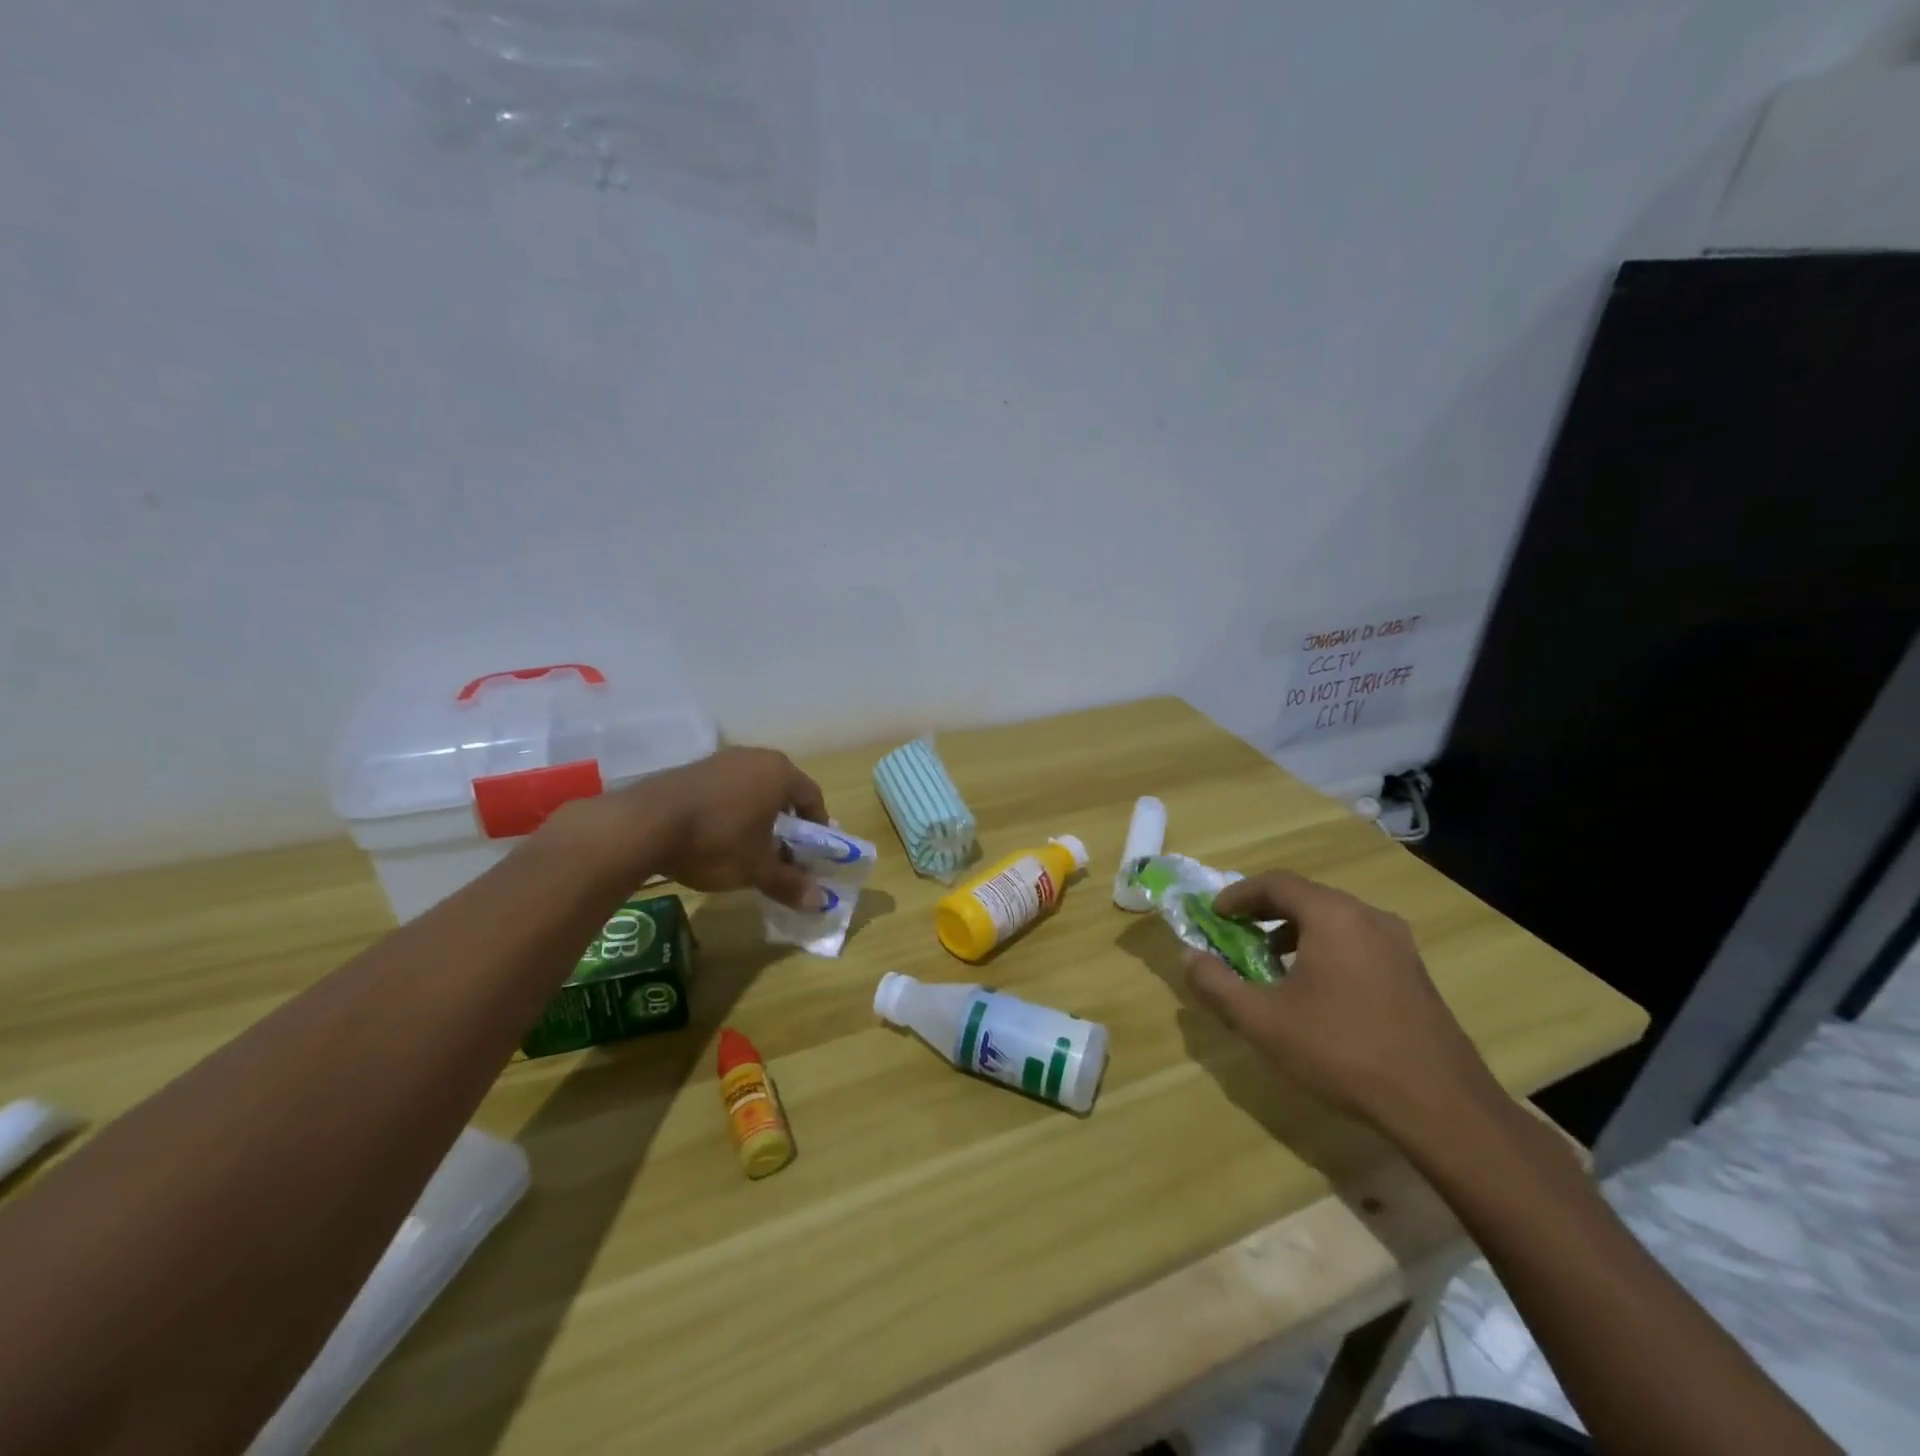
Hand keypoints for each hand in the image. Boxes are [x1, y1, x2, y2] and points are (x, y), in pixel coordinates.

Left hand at [558, 747, 829, 908]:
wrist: (643, 824)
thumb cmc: (716, 841)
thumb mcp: (756, 868)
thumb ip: (790, 882)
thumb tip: (821, 903)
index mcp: (781, 773)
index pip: (813, 798)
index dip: (817, 828)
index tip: (811, 854)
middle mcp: (755, 757)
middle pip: (783, 791)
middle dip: (786, 823)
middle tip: (782, 853)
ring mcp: (722, 760)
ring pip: (753, 788)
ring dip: (757, 816)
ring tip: (747, 848)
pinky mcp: (693, 768)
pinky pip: (726, 788)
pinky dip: (731, 810)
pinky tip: (716, 836)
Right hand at [1183, 871, 1503, 1141]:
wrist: (1441, 1106)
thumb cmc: (1342, 1051)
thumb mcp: (1262, 1021)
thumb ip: (1217, 985)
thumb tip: (1189, 958)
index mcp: (1333, 916)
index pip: (1276, 883)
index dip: (1238, 894)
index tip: (1214, 914)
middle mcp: (1368, 917)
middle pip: (1307, 897)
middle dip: (1265, 912)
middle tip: (1237, 935)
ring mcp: (1399, 945)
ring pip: (1334, 920)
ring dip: (1295, 932)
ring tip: (1271, 964)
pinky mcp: (1415, 974)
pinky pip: (1358, 943)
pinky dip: (1325, 949)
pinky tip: (1316, 991)